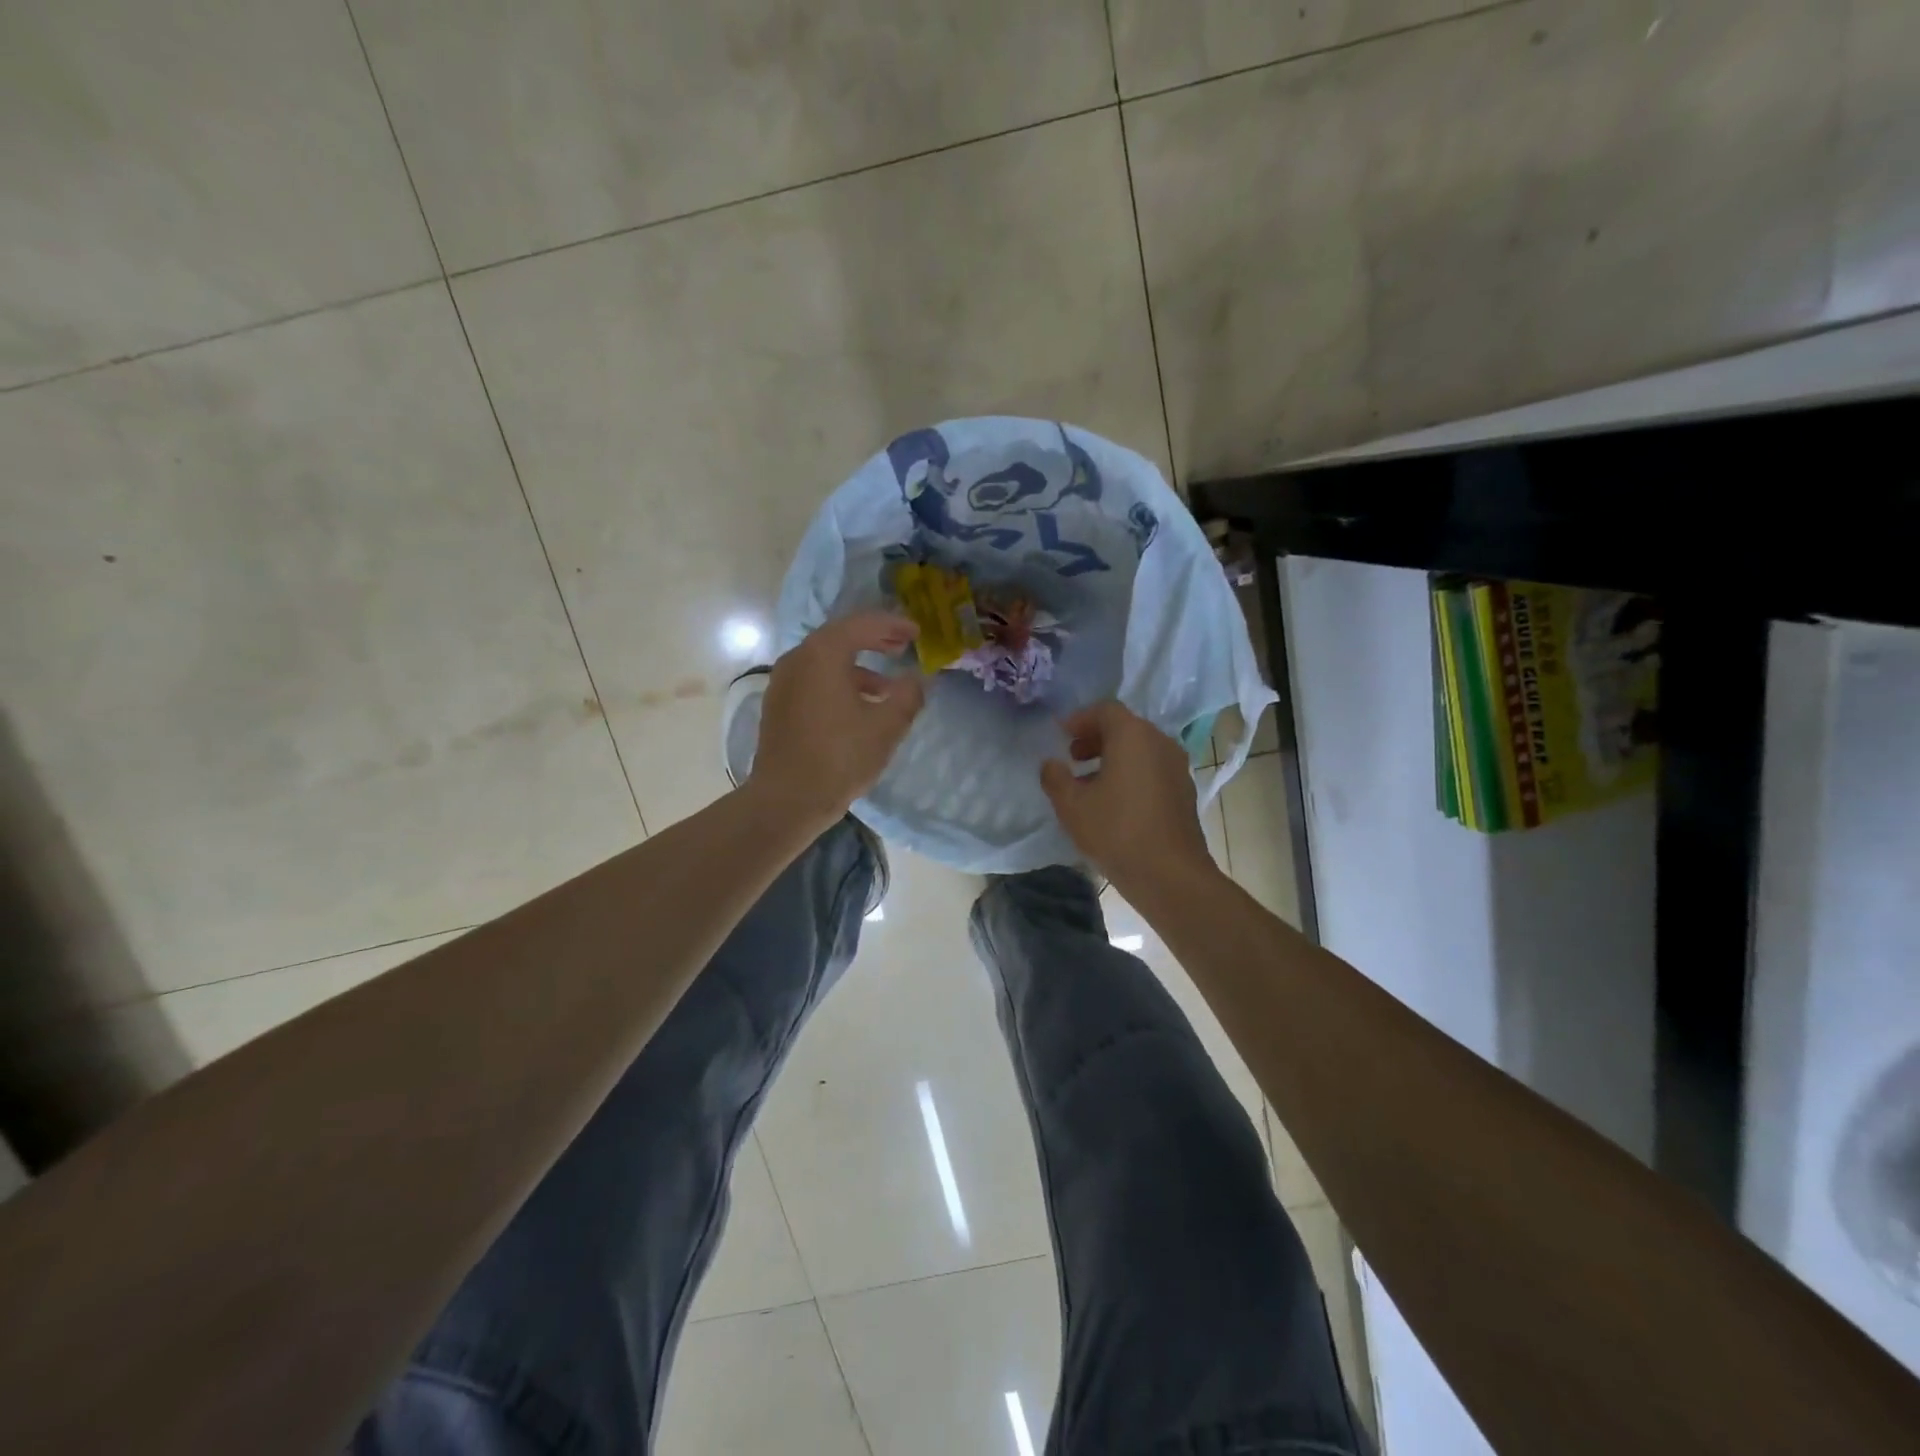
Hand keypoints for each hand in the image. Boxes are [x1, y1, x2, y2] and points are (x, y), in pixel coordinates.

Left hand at [748, 611, 925, 832]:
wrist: (786, 799)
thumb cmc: (840, 758)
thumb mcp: (886, 727)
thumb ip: (908, 695)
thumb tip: (917, 679)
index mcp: (823, 654)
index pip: (862, 624)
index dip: (892, 625)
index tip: (916, 632)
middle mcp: (798, 659)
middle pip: (840, 637)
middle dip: (874, 640)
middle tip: (902, 646)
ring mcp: (783, 682)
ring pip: (825, 661)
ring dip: (858, 666)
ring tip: (886, 687)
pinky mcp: (778, 705)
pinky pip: (813, 680)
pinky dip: (838, 682)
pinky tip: (858, 707)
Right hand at [1041, 701, 1215, 895]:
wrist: (1170, 874)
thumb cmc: (1116, 832)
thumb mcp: (1072, 806)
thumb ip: (1055, 778)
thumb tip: (1050, 764)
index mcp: (1133, 736)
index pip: (1105, 710)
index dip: (1080, 719)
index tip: (1061, 736)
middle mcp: (1160, 742)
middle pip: (1125, 727)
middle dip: (1095, 738)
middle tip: (1072, 757)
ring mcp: (1177, 766)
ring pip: (1140, 749)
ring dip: (1113, 757)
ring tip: (1089, 782)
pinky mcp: (1184, 790)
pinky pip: (1153, 768)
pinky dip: (1131, 773)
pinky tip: (1115, 801)